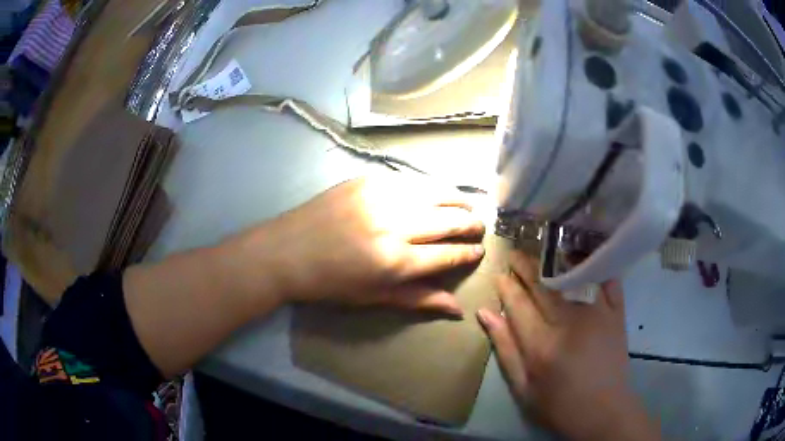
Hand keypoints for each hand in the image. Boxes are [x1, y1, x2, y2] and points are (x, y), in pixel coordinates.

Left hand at [225, 177, 485, 314]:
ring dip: (459, 199)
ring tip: (467, 206)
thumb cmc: (329, 283)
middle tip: (479, 227)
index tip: (480, 251)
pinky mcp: (368, 179)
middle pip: (450, 219)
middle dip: (472, 224)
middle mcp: (395, 224)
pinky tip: (435, 193)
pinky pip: (412, 180)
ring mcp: (381, 196)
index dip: (469, 253)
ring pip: (437, 191)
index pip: (449, 254)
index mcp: (396, 261)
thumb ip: (418, 300)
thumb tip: (458, 309)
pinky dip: (430, 187)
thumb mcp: (373, 298)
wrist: (286, 251)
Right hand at [477, 252, 659, 440]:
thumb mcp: (522, 388)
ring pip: (572, 276)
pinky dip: (596, 266)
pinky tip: (584, 256)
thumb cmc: (558, 405)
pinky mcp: (615, 314)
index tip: (499, 274)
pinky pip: (606, 281)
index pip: (518, 304)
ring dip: (555, 261)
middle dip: (526, 267)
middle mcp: (568, 322)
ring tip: (543, 251)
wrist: (603, 411)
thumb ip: (505, 349)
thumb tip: (486, 314)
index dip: (506, 286)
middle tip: (515, 254)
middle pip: (543, 285)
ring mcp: (595, 314)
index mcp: (540, 344)